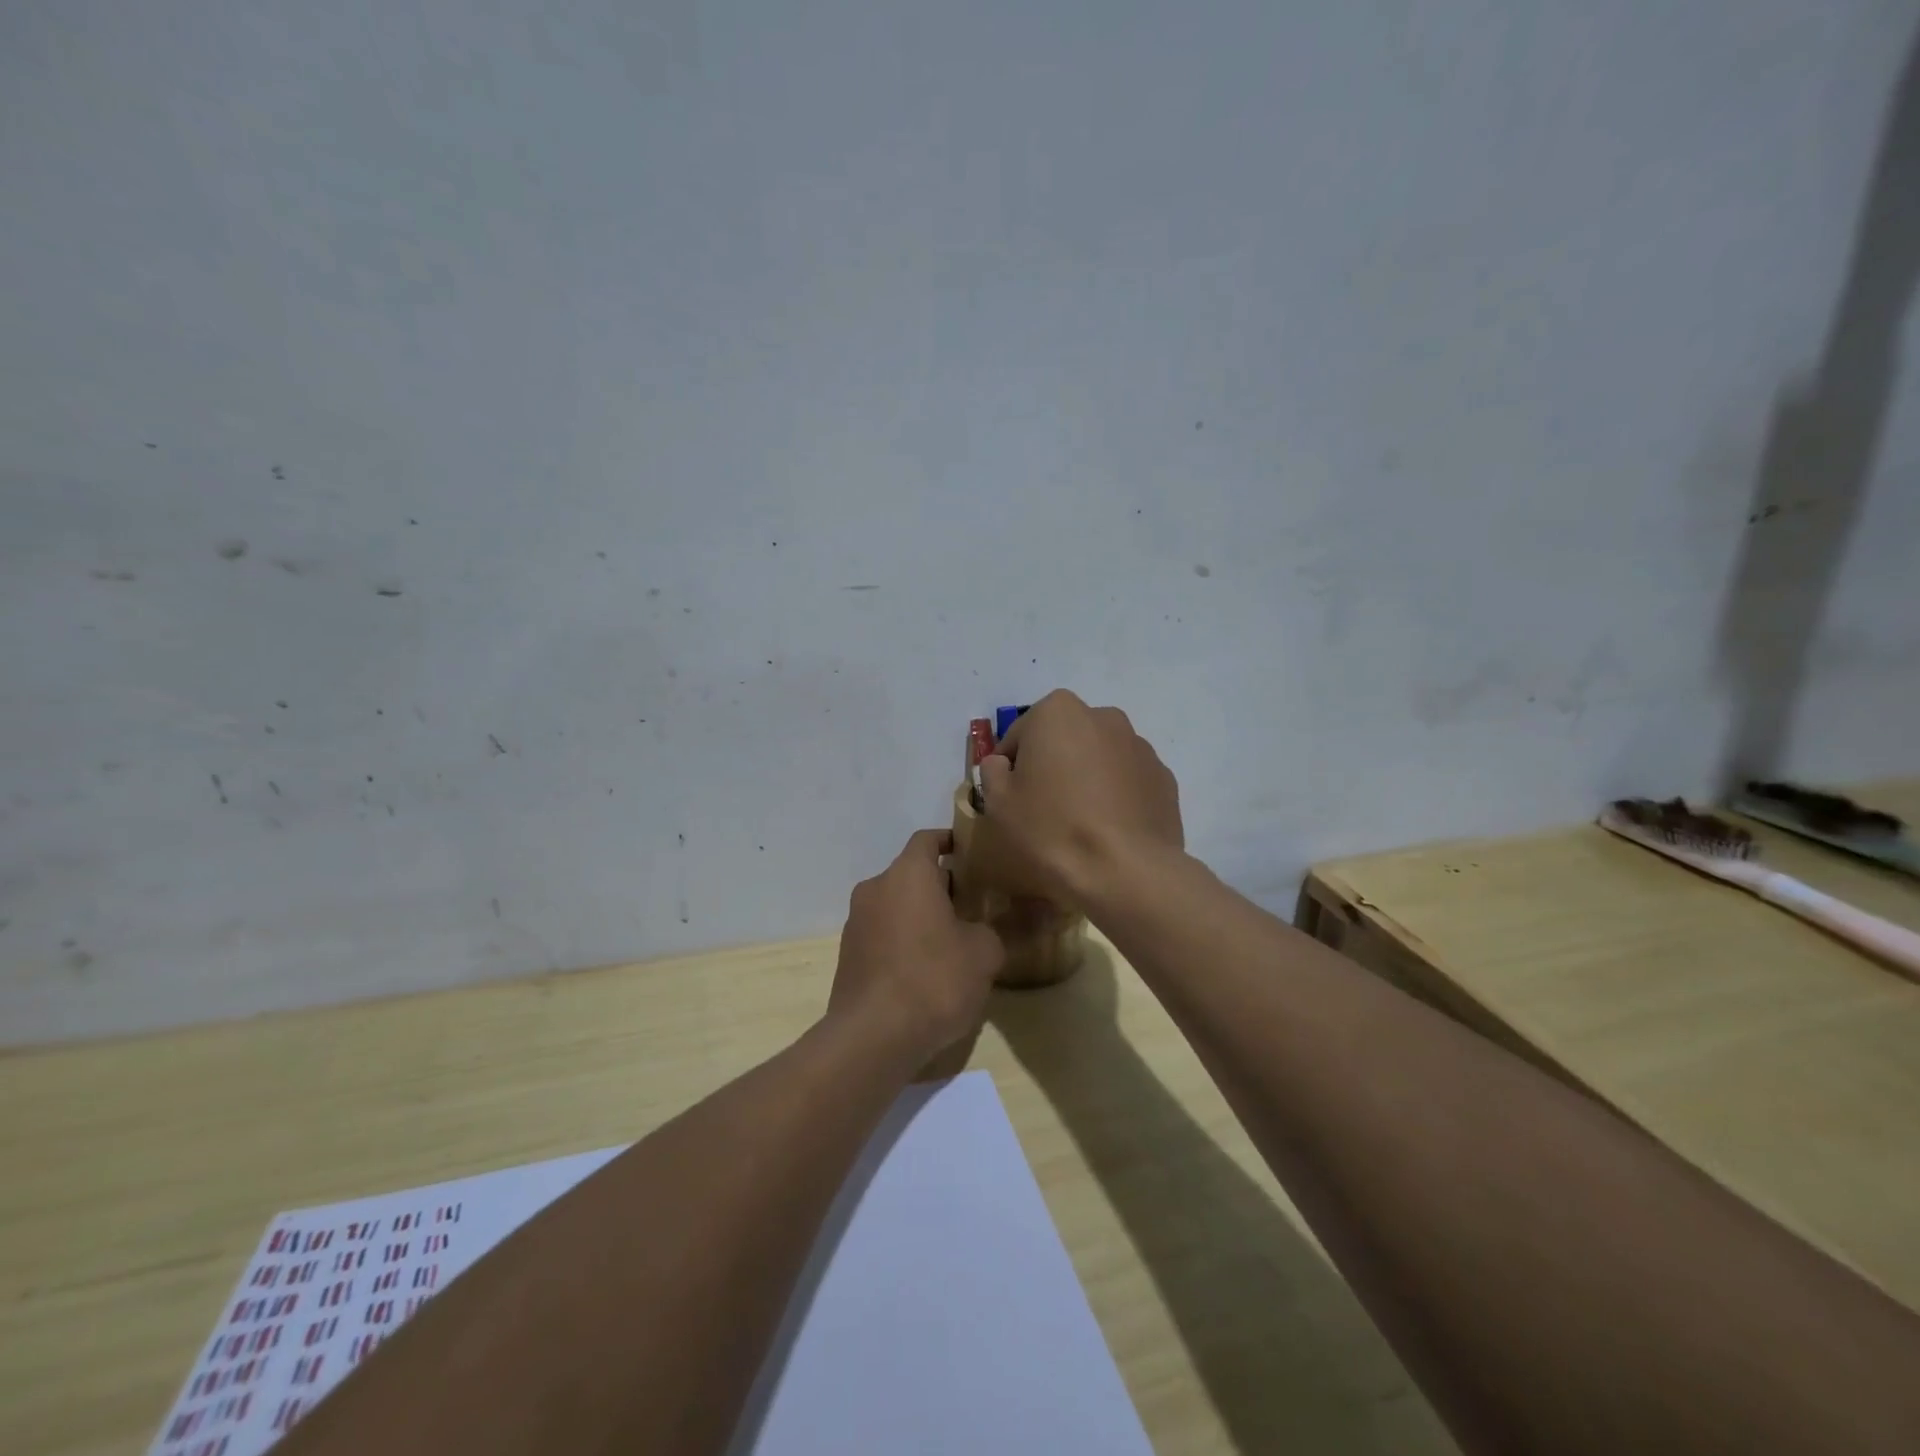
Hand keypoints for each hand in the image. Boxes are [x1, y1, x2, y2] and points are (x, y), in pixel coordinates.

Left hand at [829, 829, 1005, 1062]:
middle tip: (974, 904)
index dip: (951, 842)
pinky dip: (904, 939)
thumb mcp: (984, 952)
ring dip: (921, 914)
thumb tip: (1016, 917)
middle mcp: (876, 888)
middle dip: (942, 885)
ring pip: (896, 904)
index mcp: (907, 874)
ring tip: (953, 939)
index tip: (974, 854)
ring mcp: (856, 922)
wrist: (873, 1037)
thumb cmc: (934, 979)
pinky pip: (883, 933)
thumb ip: (1000, 927)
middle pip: (912, 873)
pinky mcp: (848, 955)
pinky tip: (926, 969)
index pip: (927, 839)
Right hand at [977, 691, 1182, 906]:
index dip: (1009, 768)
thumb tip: (1003, 764)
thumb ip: (993, 772)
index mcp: (1058, 712)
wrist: (1124, 871)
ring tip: (1079, 823)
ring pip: (1098, 758)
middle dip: (1053, 765)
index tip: (1010, 799)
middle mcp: (1103, 717)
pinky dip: (1116, 796)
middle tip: (1043, 809)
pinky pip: (1127, 781)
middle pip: (1064, 740)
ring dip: (1086, 778)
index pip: (1019, 735)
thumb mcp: (998, 802)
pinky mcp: (1164, 778)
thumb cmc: (1051, 829)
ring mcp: (1140, 746)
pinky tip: (1108, 831)